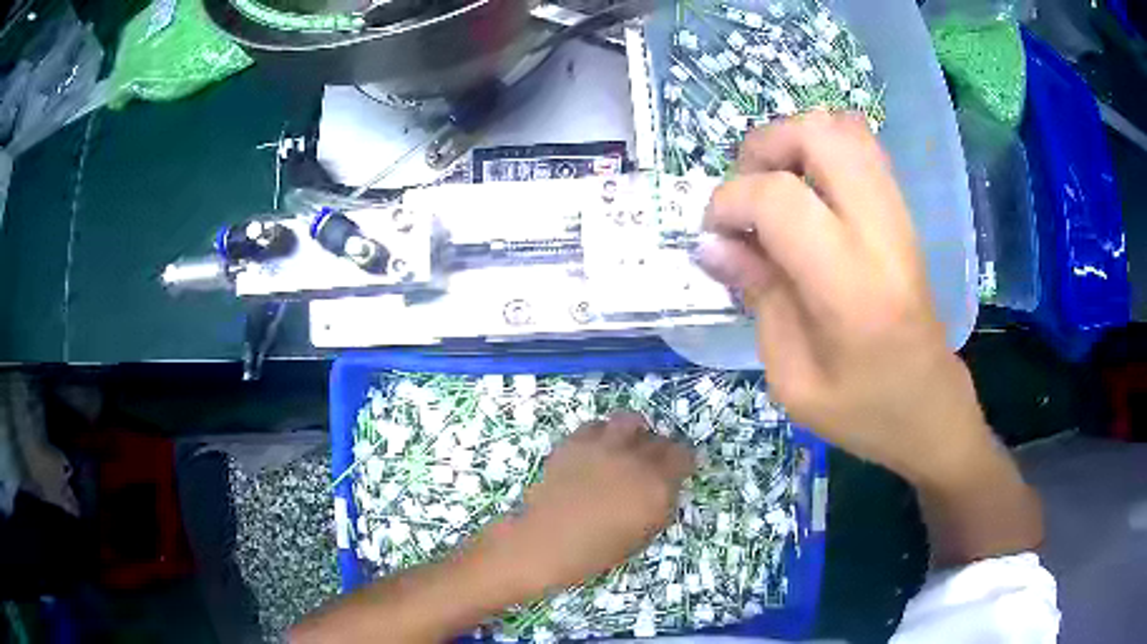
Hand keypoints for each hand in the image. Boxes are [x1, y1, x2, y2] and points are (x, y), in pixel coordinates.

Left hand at [484, 412, 693, 592]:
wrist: (546, 542)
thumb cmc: (597, 550)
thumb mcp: (643, 534)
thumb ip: (660, 503)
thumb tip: (664, 486)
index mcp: (657, 486)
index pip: (684, 456)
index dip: (681, 462)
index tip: (676, 470)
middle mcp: (635, 459)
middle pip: (659, 438)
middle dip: (659, 450)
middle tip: (649, 463)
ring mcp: (605, 446)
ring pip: (630, 420)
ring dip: (633, 432)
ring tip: (625, 446)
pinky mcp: (576, 441)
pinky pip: (597, 426)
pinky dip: (602, 434)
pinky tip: (596, 450)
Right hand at [699, 111, 991, 484]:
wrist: (930, 408)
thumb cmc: (863, 409)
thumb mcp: (792, 378)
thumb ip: (757, 297)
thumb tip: (711, 243)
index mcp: (850, 286)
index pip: (780, 198)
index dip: (730, 202)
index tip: (716, 236)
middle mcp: (880, 232)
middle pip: (817, 135)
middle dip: (763, 147)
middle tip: (745, 192)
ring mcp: (898, 214)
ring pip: (842, 127)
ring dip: (794, 140)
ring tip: (774, 184)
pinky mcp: (904, 212)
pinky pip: (862, 146)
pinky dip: (823, 148)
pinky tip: (808, 190)